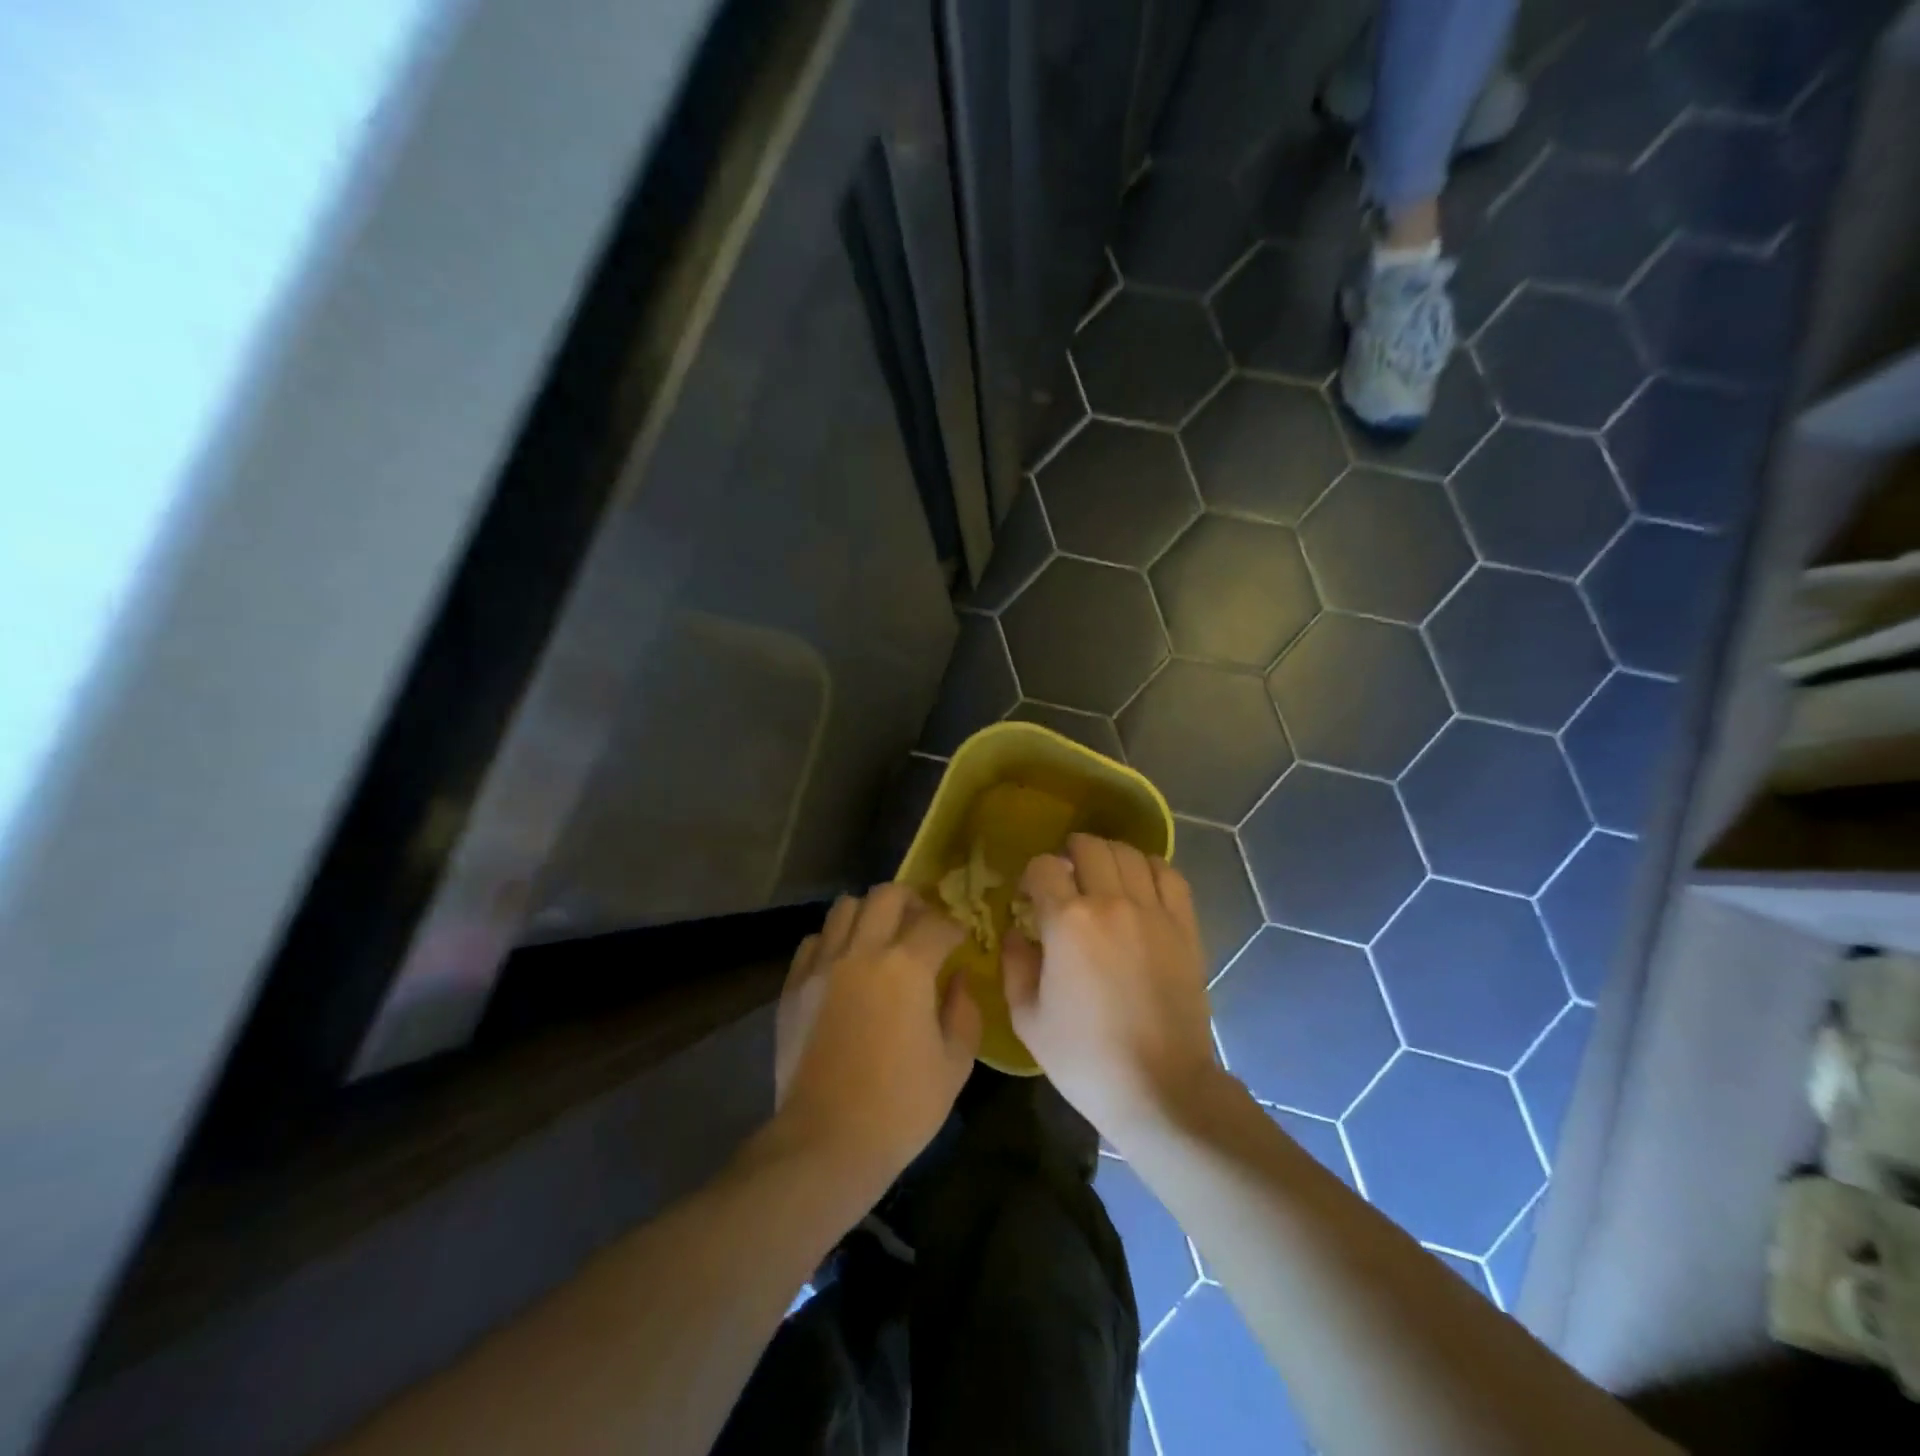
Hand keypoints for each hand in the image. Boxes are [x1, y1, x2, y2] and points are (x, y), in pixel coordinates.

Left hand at [771, 885, 980, 1187]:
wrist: (825, 1143)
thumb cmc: (901, 1108)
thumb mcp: (955, 1064)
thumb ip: (964, 1010)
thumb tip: (959, 977)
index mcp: (907, 967)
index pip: (937, 923)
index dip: (955, 929)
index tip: (961, 943)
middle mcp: (862, 952)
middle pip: (886, 894)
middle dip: (912, 902)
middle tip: (922, 926)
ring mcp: (822, 966)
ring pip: (844, 908)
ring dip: (870, 914)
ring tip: (881, 940)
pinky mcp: (793, 986)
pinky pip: (814, 941)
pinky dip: (834, 941)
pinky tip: (844, 966)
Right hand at [1003, 834, 1219, 1141]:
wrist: (1160, 1087)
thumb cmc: (1084, 1058)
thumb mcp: (1027, 1018)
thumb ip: (1014, 964)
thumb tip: (1017, 932)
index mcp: (1067, 921)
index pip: (1044, 866)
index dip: (1032, 875)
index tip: (1031, 896)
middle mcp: (1112, 902)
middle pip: (1089, 846)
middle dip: (1070, 854)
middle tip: (1066, 879)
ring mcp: (1154, 912)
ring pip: (1129, 853)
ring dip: (1108, 856)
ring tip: (1102, 876)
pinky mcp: (1185, 926)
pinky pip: (1169, 875)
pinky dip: (1150, 867)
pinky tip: (1140, 883)